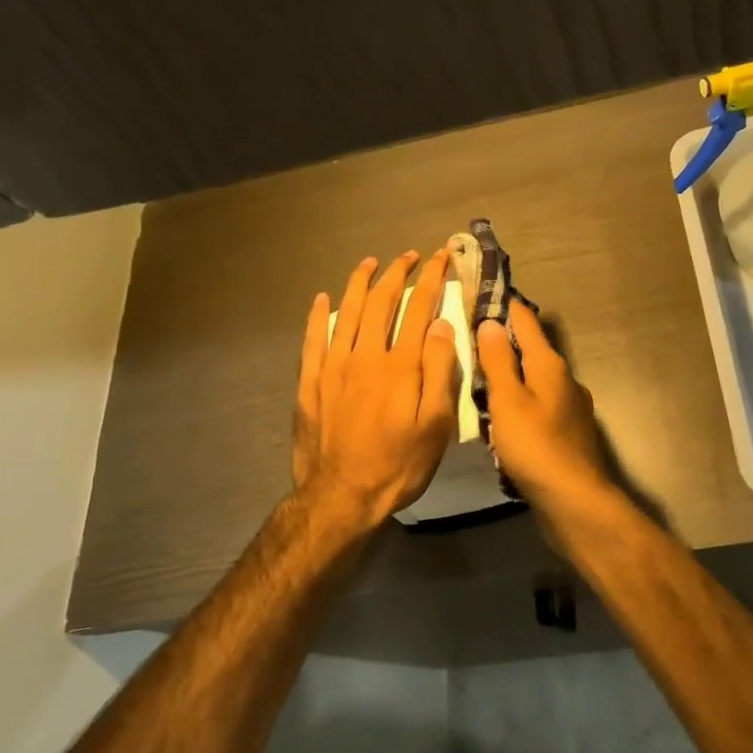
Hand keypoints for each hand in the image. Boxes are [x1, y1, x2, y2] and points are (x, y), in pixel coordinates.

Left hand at [294, 250, 459, 528]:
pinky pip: (313, 339)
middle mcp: (365, 356)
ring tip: (369, 263)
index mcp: (400, 366)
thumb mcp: (435, 425)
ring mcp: (333, 368)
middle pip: (380, 303)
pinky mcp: (310, 383)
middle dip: (397, 274)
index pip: (418, 309)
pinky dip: (318, 315)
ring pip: (346, 313)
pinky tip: (322, 299)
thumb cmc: (399, 465)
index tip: (440, 258)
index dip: (431, 279)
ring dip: (358, 284)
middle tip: (409, 256)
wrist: (341, 497)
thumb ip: (439, 371)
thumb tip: (441, 325)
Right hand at [475, 306, 611, 511]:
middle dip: (505, 343)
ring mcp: (570, 408)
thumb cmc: (535, 446)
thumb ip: (498, 361)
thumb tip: (491, 321)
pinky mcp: (568, 434)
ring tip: (480, 379)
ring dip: (512, 376)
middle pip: (532, 351)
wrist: (573, 499)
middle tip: (471, 339)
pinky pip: (539, 408)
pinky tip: (503, 420)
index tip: (481, 294)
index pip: (525, 322)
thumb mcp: (508, 400)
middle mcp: (565, 380)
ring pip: (535, 381)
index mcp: (550, 365)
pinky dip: (520, 405)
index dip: (504, 306)